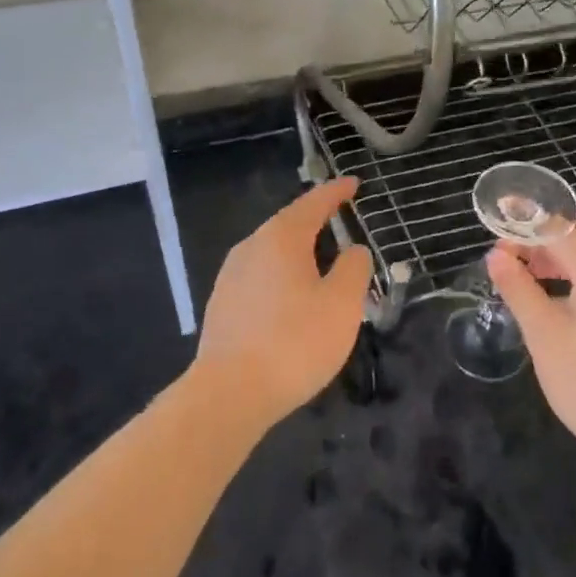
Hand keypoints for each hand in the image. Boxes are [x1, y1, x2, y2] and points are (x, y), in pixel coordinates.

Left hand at [193, 178, 372, 428]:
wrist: (230, 392)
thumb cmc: (295, 342)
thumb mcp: (342, 304)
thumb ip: (353, 269)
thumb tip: (353, 250)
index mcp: (281, 238)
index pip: (313, 203)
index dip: (335, 193)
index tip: (353, 184)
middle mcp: (250, 247)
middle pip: (287, 224)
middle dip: (314, 220)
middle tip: (339, 219)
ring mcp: (230, 276)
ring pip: (270, 251)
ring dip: (297, 250)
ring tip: (319, 259)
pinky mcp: (222, 305)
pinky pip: (259, 276)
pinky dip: (281, 275)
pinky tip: (291, 297)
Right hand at [488, 229, 575, 483]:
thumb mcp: (543, 335)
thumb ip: (518, 289)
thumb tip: (496, 256)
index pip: (560, 233)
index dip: (525, 235)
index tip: (496, 252)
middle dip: (541, 248)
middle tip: (508, 267)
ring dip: (559, 265)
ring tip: (527, 284)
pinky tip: (558, 306)